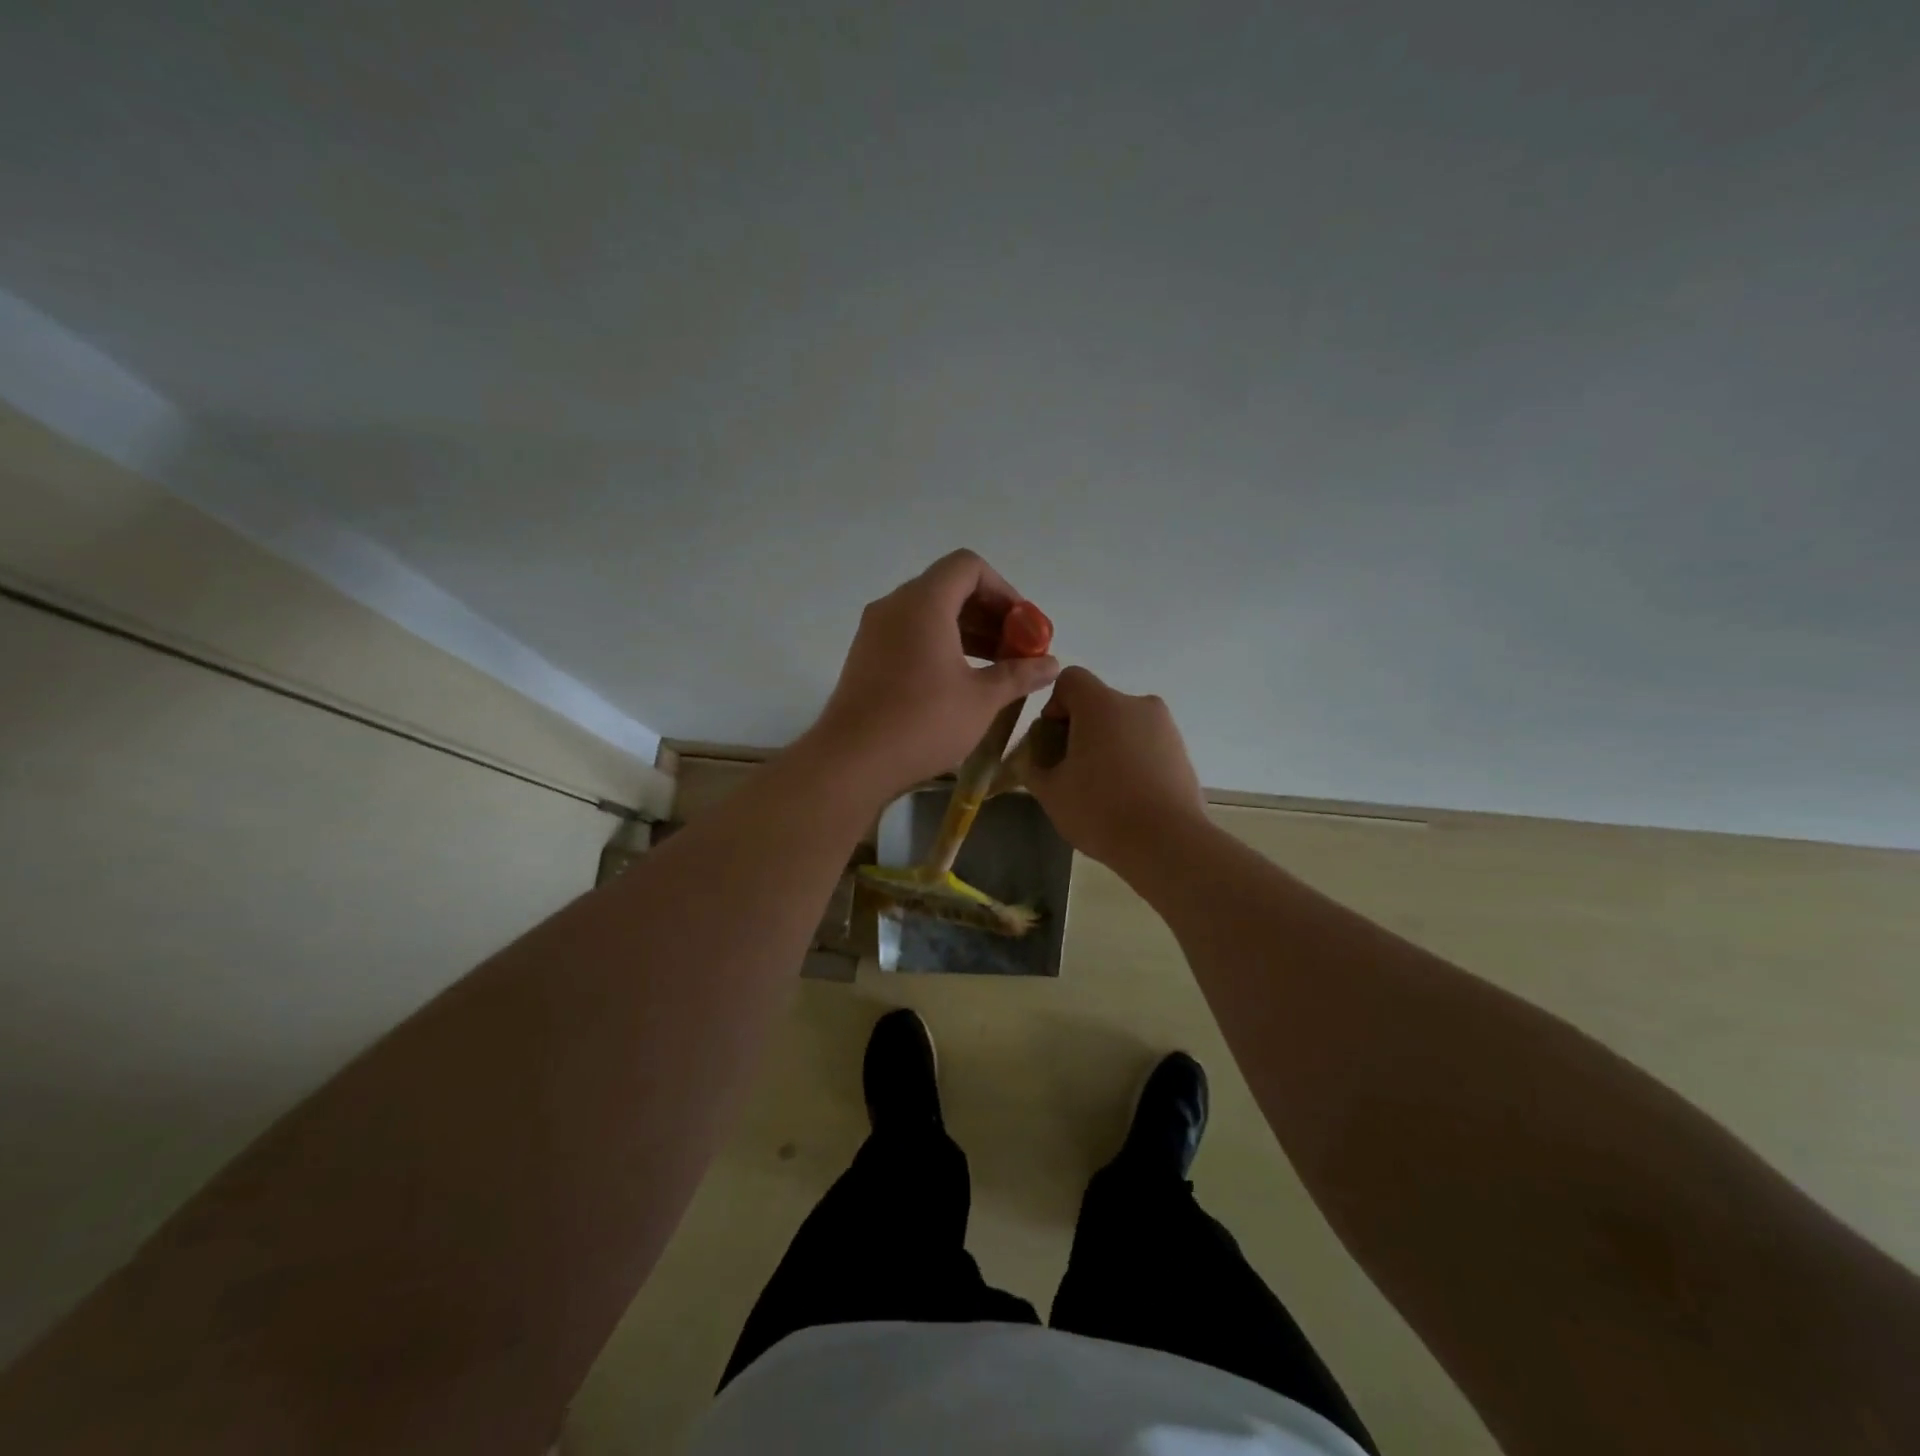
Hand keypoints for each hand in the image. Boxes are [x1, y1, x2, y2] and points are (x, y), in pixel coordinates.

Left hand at [805, 550, 1060, 801]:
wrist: (852, 761)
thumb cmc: (923, 722)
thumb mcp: (982, 699)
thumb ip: (1019, 674)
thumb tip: (1051, 664)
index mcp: (924, 603)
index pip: (968, 567)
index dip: (1003, 590)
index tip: (1023, 626)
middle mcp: (894, 606)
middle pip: (949, 589)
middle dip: (989, 614)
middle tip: (1017, 650)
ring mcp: (875, 631)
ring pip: (929, 614)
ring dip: (967, 632)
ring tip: (996, 668)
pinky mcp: (866, 657)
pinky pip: (910, 635)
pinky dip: (940, 646)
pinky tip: (960, 681)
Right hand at [1024, 666, 1207, 868]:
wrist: (1167, 843)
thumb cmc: (1101, 810)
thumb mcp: (1051, 793)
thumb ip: (1034, 768)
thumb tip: (1035, 760)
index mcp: (1102, 705)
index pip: (1070, 680)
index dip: (1054, 705)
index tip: (1052, 742)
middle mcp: (1137, 705)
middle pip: (1098, 704)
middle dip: (1080, 730)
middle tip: (1071, 770)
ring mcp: (1165, 728)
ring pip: (1124, 725)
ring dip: (1107, 745)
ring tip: (1101, 789)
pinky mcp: (1182, 752)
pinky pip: (1146, 745)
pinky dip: (1132, 760)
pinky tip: (1127, 797)